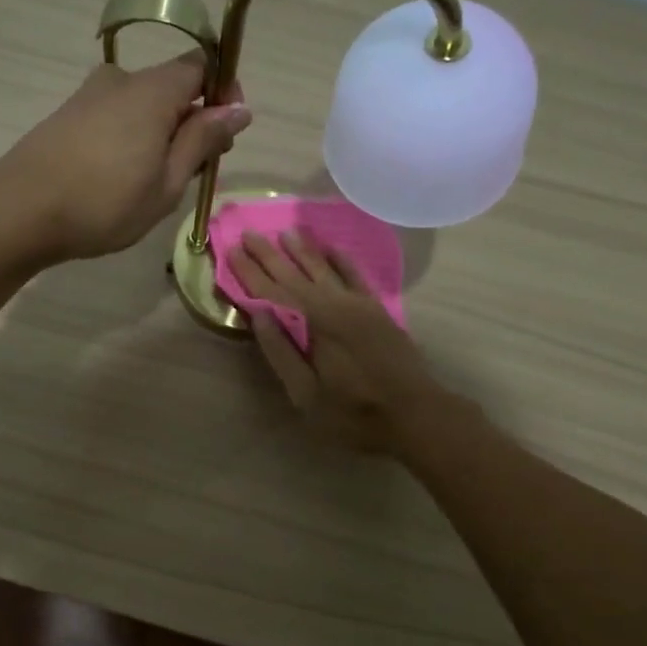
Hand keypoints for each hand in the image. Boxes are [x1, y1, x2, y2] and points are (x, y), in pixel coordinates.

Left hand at [0, 52, 250, 263]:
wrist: (19, 212)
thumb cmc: (104, 204)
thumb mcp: (167, 182)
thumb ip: (203, 140)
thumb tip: (238, 108)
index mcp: (153, 90)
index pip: (202, 65)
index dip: (222, 93)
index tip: (227, 133)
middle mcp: (121, 80)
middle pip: (172, 85)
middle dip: (193, 120)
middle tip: (194, 170)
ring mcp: (89, 95)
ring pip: (143, 104)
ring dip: (162, 133)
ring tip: (156, 182)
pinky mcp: (68, 115)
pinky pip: (117, 116)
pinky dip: (132, 137)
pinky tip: (122, 177)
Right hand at [228, 230, 445, 453]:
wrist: (415, 413)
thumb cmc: (353, 413)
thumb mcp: (306, 395)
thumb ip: (281, 353)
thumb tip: (258, 315)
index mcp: (310, 325)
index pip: (270, 292)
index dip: (249, 272)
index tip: (231, 250)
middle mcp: (331, 305)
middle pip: (293, 274)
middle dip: (268, 254)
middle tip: (248, 232)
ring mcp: (357, 304)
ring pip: (323, 268)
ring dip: (302, 249)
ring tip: (284, 232)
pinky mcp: (377, 310)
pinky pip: (355, 275)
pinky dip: (341, 259)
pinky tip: (330, 248)